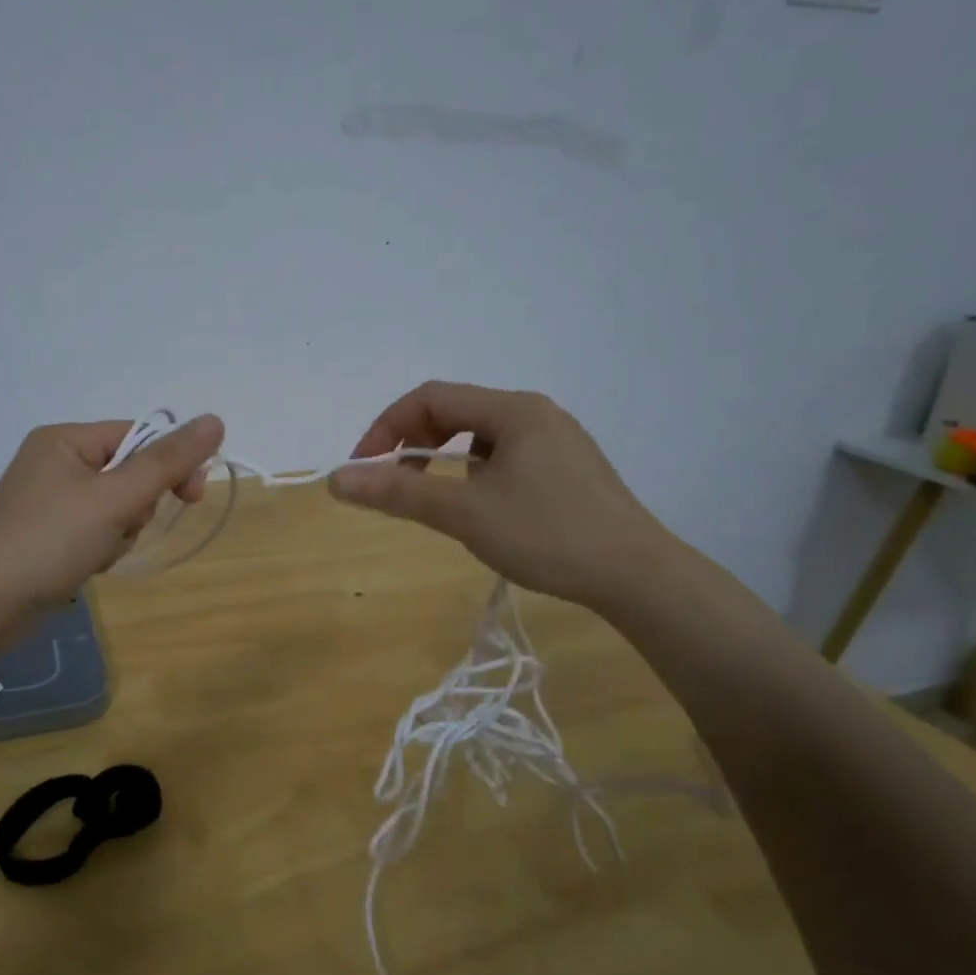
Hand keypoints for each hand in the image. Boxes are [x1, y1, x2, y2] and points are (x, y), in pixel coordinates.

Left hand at [0, 414, 225, 618]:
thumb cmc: (48, 541)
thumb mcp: (115, 498)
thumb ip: (167, 462)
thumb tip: (215, 420)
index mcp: (65, 440)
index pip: (138, 436)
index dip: (169, 464)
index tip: (192, 496)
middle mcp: (56, 462)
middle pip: (129, 473)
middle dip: (137, 506)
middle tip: (125, 527)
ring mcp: (50, 501)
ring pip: (117, 507)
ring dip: (121, 532)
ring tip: (98, 552)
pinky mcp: (48, 535)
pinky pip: (97, 530)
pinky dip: (102, 548)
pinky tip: (87, 566)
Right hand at [328, 381, 671, 609]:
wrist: (638, 577)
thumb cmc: (547, 535)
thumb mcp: (464, 513)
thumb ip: (398, 493)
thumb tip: (337, 480)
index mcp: (513, 410)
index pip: (430, 397)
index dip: (387, 428)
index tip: (364, 468)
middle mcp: (536, 413)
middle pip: (456, 411)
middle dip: (414, 442)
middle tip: (392, 482)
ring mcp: (557, 440)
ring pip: (481, 436)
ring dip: (444, 458)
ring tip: (435, 497)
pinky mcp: (569, 468)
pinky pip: (506, 455)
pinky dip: (476, 472)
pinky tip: (482, 507)